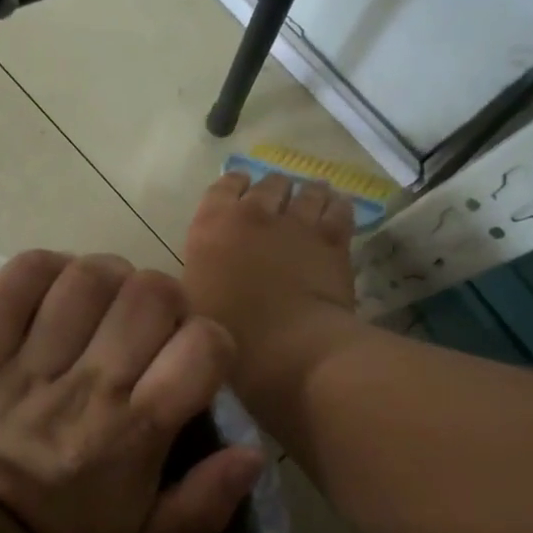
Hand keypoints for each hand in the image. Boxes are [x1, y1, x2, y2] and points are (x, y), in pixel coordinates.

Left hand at [0, 252, 265, 532]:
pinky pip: (16, 284)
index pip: (203, 347)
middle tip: (153, 325)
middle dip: (166, 299)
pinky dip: (42, 269)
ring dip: (110, 277)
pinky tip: (57, 286)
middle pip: (150, 295)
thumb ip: (207, 504)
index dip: (214, 342)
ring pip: (87, 279)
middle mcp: (92, 386)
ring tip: (108, 301)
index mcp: (138, 430)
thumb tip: (254, 453)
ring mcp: (34, 365)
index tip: (197, 361)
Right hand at [183, 172, 359, 370]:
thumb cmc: (232, 336)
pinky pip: (339, 209)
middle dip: (274, 190)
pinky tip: (338, 207)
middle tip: (278, 204)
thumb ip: (201, 274)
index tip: (241, 195)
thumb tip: (207, 268)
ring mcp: (297, 223)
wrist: (290, 347)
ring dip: (308, 193)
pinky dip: (338, 205)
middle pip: (269, 184)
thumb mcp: (194, 304)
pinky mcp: (333, 239)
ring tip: (313, 197)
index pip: (224, 186)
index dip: (235, 187)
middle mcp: (254, 214)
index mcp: (213, 226)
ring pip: (307, 191)